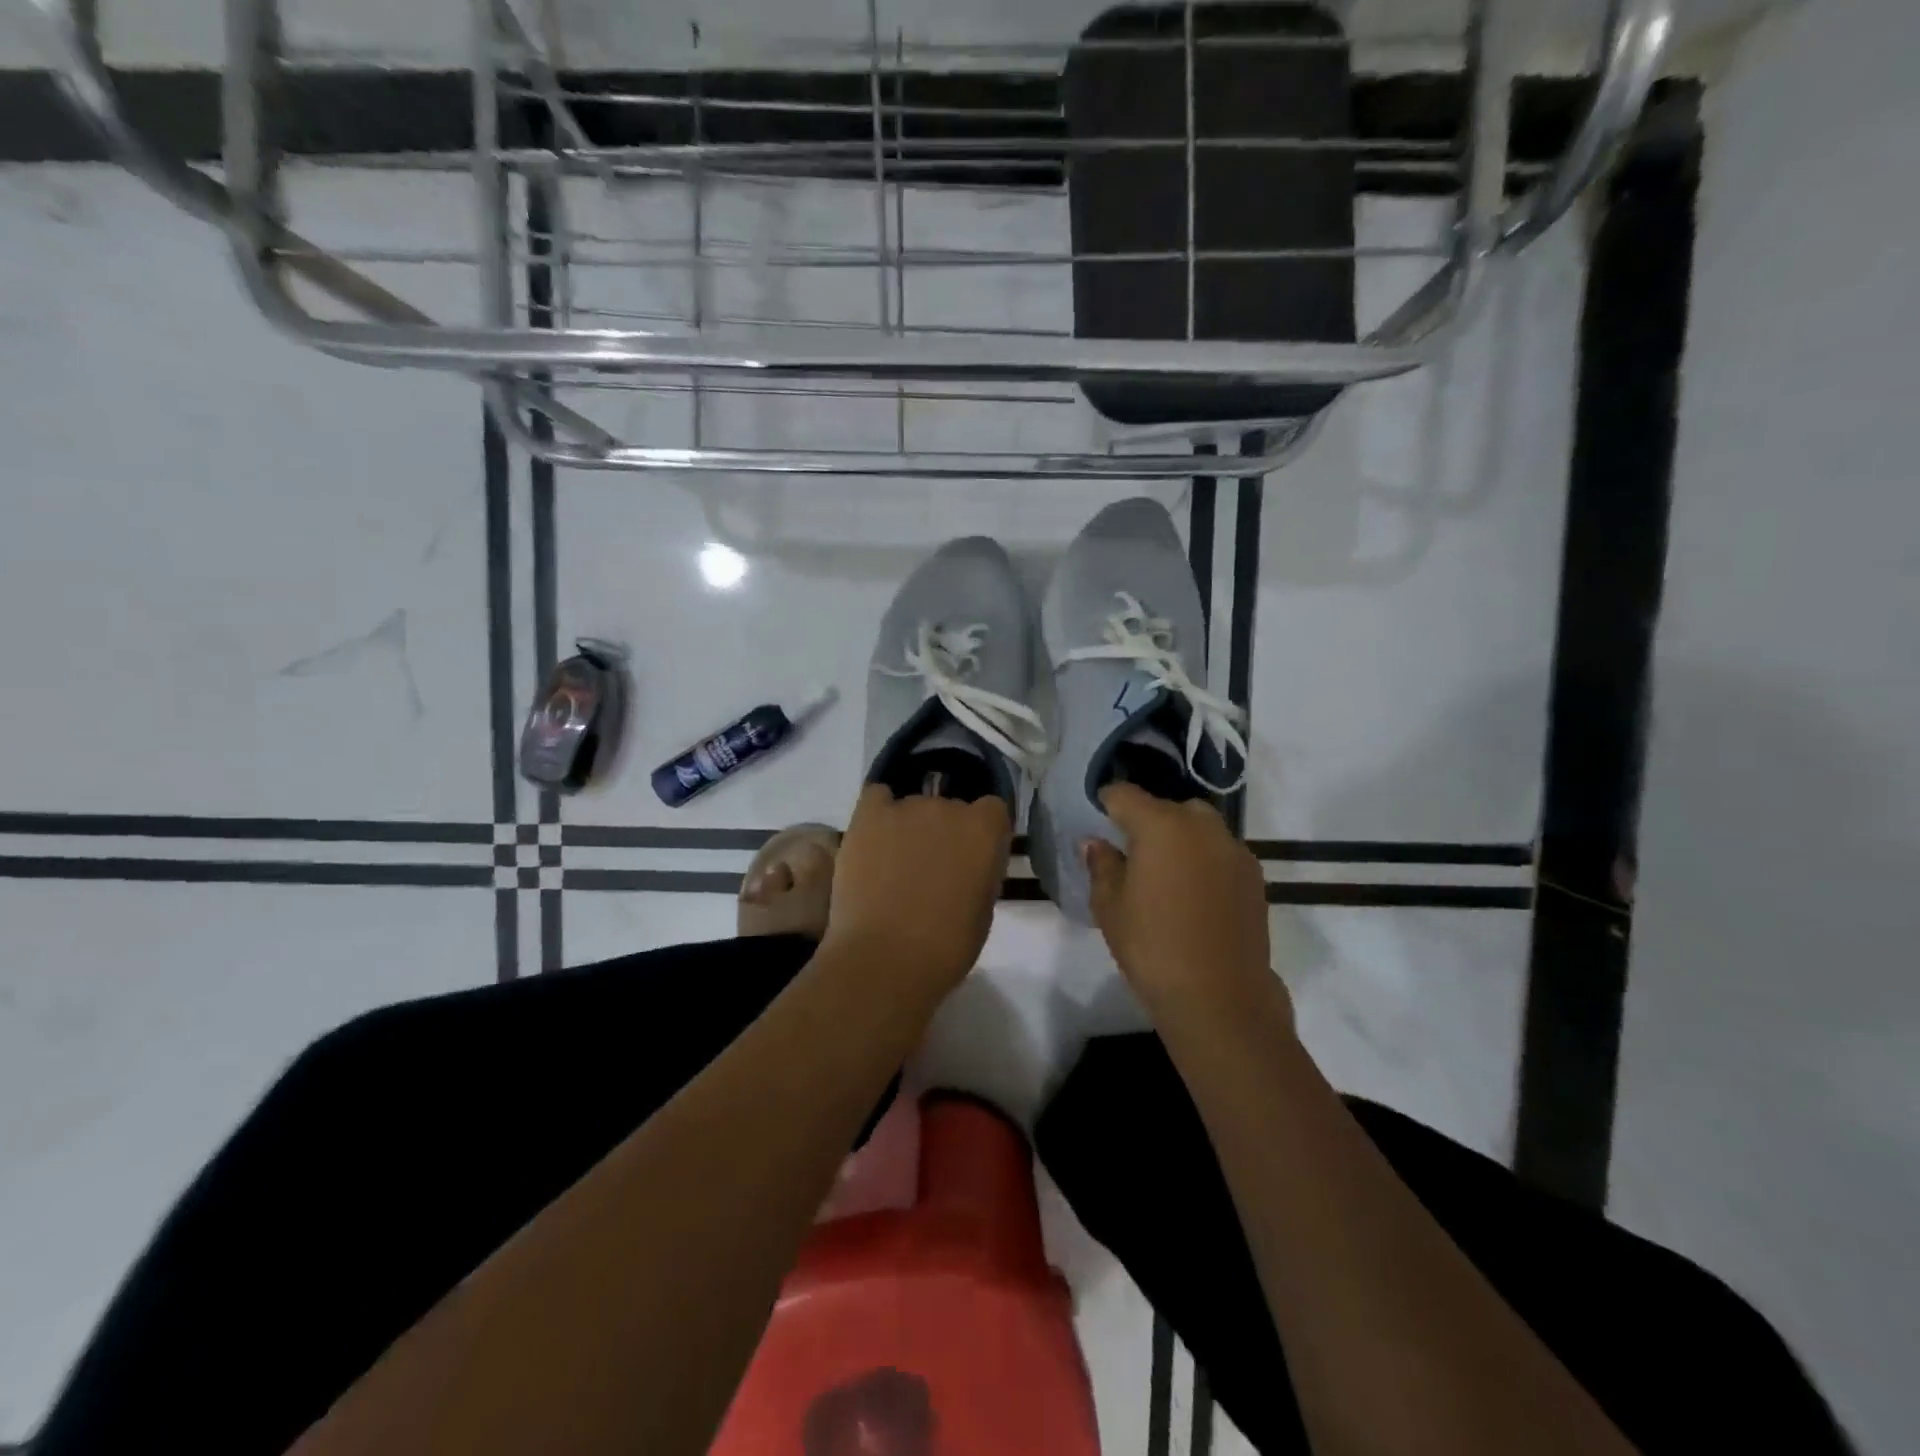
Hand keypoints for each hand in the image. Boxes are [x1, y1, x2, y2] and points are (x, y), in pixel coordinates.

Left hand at [823, 784, 1012, 993]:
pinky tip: (874, 839)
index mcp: (985, 830)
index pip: (992, 810)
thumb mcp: (983, 910)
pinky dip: (878, 812)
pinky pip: (877, 797)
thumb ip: (979, 873)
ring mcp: (907, 808)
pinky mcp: (869, 816)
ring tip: (893, 866)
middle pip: (951, 808)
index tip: (971, 858)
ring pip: (913, 807)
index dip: (981, 833)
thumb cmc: (946, 947)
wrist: (886, 959)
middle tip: (930, 870)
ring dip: (910, 829)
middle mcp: (949, 807)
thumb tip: (966, 866)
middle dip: (944, 833)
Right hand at [1085, 784, 1275, 1012]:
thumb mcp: (1110, 906)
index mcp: (1161, 825)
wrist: (1220, 996)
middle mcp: (1202, 826)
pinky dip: (1204, 861)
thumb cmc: (1152, 947)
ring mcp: (1234, 850)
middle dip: (1148, 820)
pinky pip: (1221, 853)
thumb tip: (1096, 843)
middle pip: (1168, 807)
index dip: (1107, 802)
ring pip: (1200, 828)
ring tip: (1165, 875)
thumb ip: (1102, 865)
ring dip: (1180, 839)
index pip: (1125, 794)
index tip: (1098, 817)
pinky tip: (1193, 895)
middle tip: (1132, 853)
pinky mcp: (1254, 876)